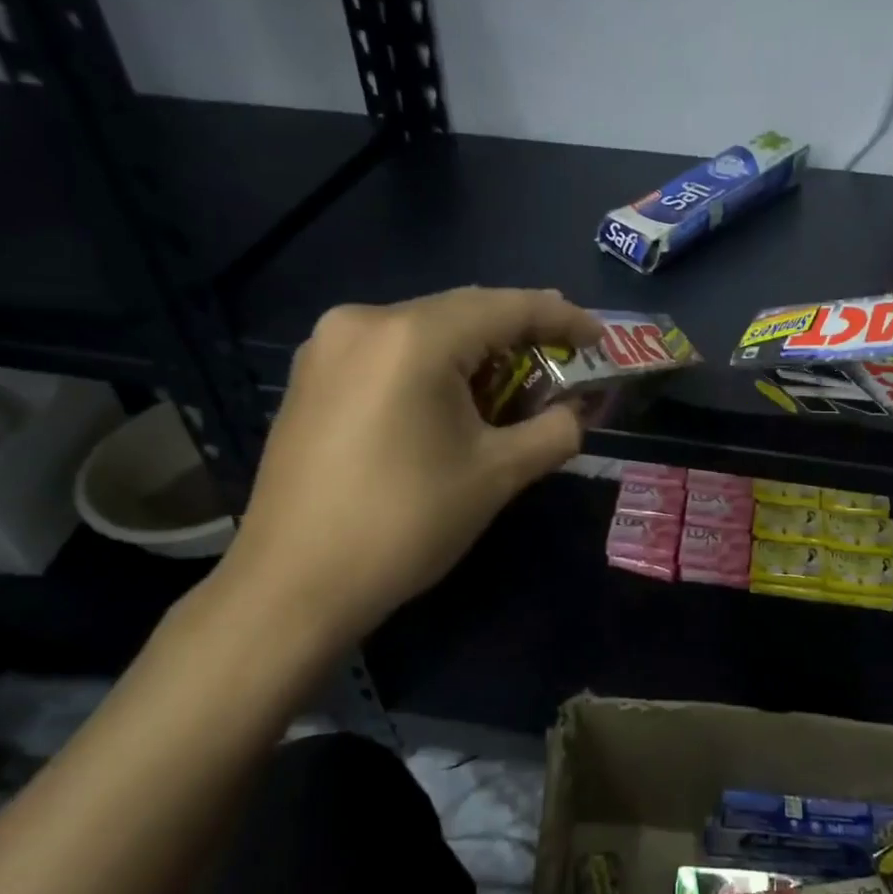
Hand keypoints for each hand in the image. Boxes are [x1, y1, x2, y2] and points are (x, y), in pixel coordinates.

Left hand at [213, 287, 601, 650]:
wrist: (291, 586)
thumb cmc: (404, 524)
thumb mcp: (497, 475)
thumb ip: (555, 431)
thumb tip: (580, 412)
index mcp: (414, 337)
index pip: (508, 307)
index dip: (562, 318)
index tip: (601, 339)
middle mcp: (365, 321)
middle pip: (465, 311)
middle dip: (520, 332)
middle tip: (566, 355)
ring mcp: (329, 345)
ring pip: (427, 328)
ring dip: (477, 348)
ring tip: (516, 379)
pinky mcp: (312, 374)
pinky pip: (392, 349)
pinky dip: (435, 363)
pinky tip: (453, 395)